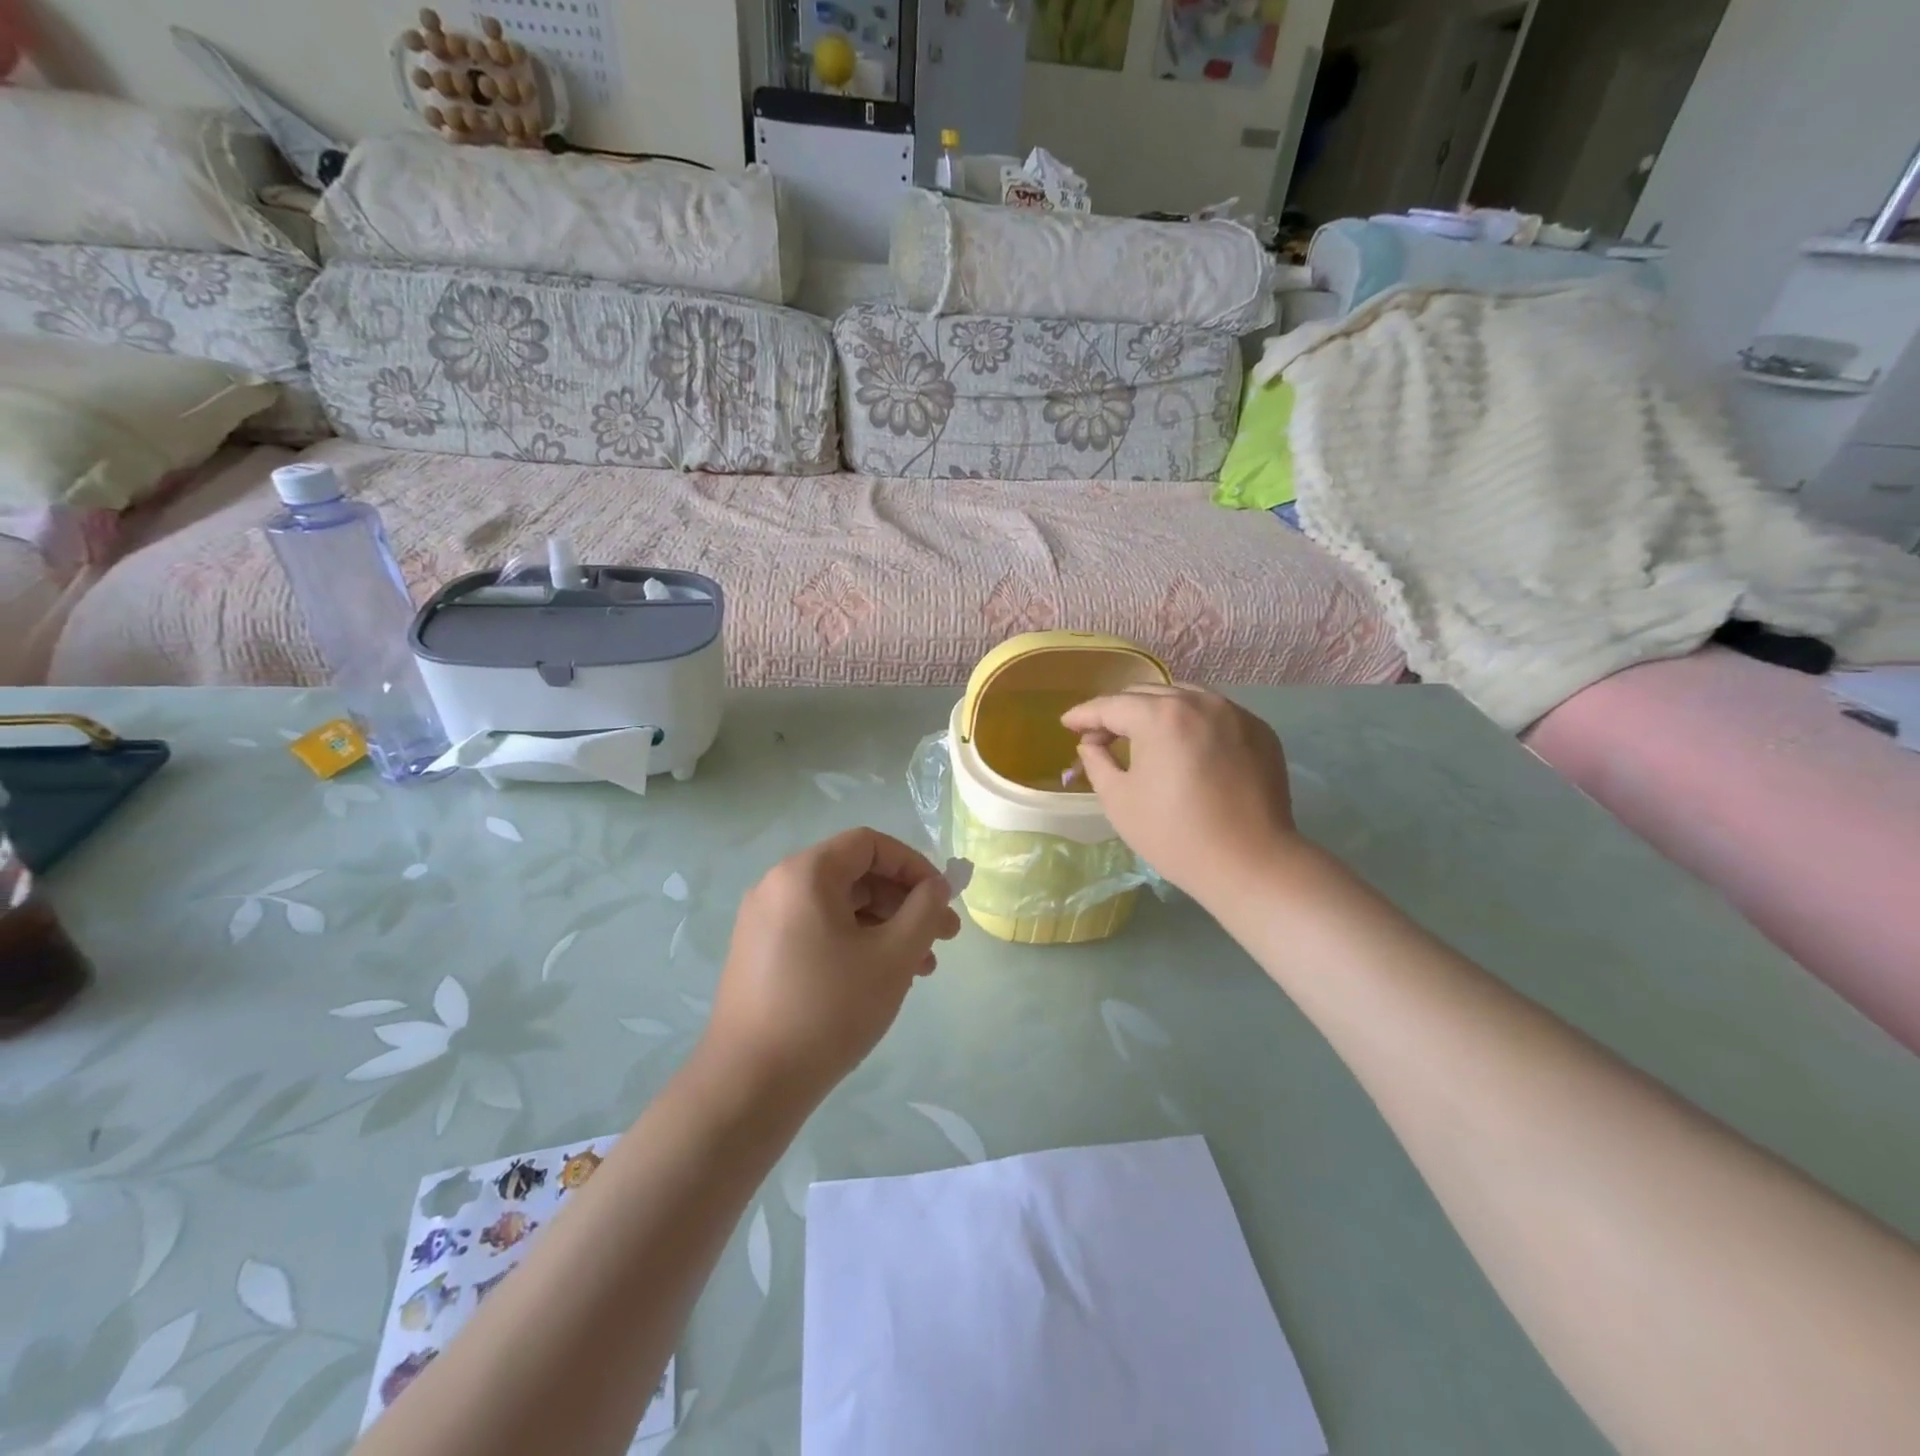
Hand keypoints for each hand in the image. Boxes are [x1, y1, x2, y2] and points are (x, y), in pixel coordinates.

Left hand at [704, 829, 961, 1102]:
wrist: (751, 1084)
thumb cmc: (829, 1009)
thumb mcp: (893, 956)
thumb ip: (924, 911)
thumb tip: (937, 887)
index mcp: (805, 873)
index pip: (870, 844)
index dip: (914, 865)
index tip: (942, 900)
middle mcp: (778, 886)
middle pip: (856, 875)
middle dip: (905, 903)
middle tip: (944, 937)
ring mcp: (764, 921)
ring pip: (840, 907)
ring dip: (886, 927)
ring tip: (922, 968)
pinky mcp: (761, 954)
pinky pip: (818, 930)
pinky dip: (855, 943)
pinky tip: (883, 979)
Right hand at [1061, 686, 1299, 904]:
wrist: (1250, 862)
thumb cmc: (1174, 835)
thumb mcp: (1119, 800)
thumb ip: (1097, 762)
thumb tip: (1091, 744)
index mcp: (1160, 716)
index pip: (1111, 706)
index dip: (1084, 715)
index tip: (1067, 724)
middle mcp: (1199, 702)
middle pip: (1147, 694)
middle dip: (1118, 711)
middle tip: (1100, 735)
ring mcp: (1235, 713)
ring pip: (1184, 698)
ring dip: (1156, 711)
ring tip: (1142, 735)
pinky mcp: (1259, 731)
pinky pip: (1215, 714)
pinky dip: (1191, 722)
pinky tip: (1184, 746)